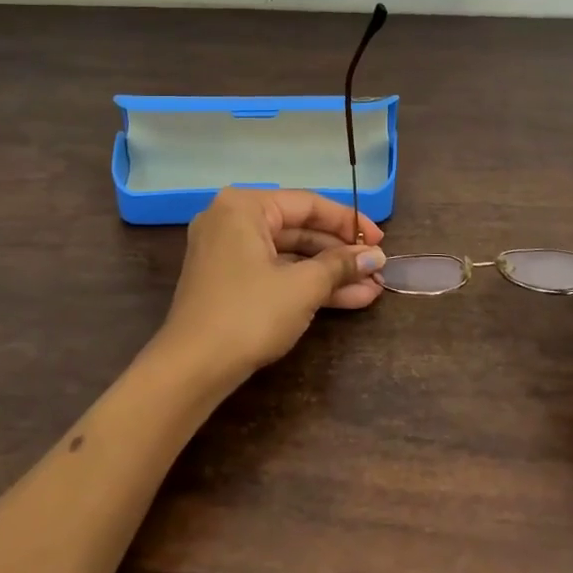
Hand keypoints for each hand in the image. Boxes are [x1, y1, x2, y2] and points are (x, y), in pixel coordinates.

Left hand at [156, 188, 386, 382]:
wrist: (192, 369)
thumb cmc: (248, 314)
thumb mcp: (302, 287)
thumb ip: (340, 266)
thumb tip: (374, 257)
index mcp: (244, 207)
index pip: (308, 204)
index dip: (348, 223)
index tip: (380, 241)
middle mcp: (231, 220)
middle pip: (298, 229)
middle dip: (341, 254)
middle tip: (377, 269)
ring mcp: (227, 252)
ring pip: (289, 255)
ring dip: (330, 273)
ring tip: (372, 289)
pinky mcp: (229, 281)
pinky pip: (274, 272)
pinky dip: (306, 285)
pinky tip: (347, 299)